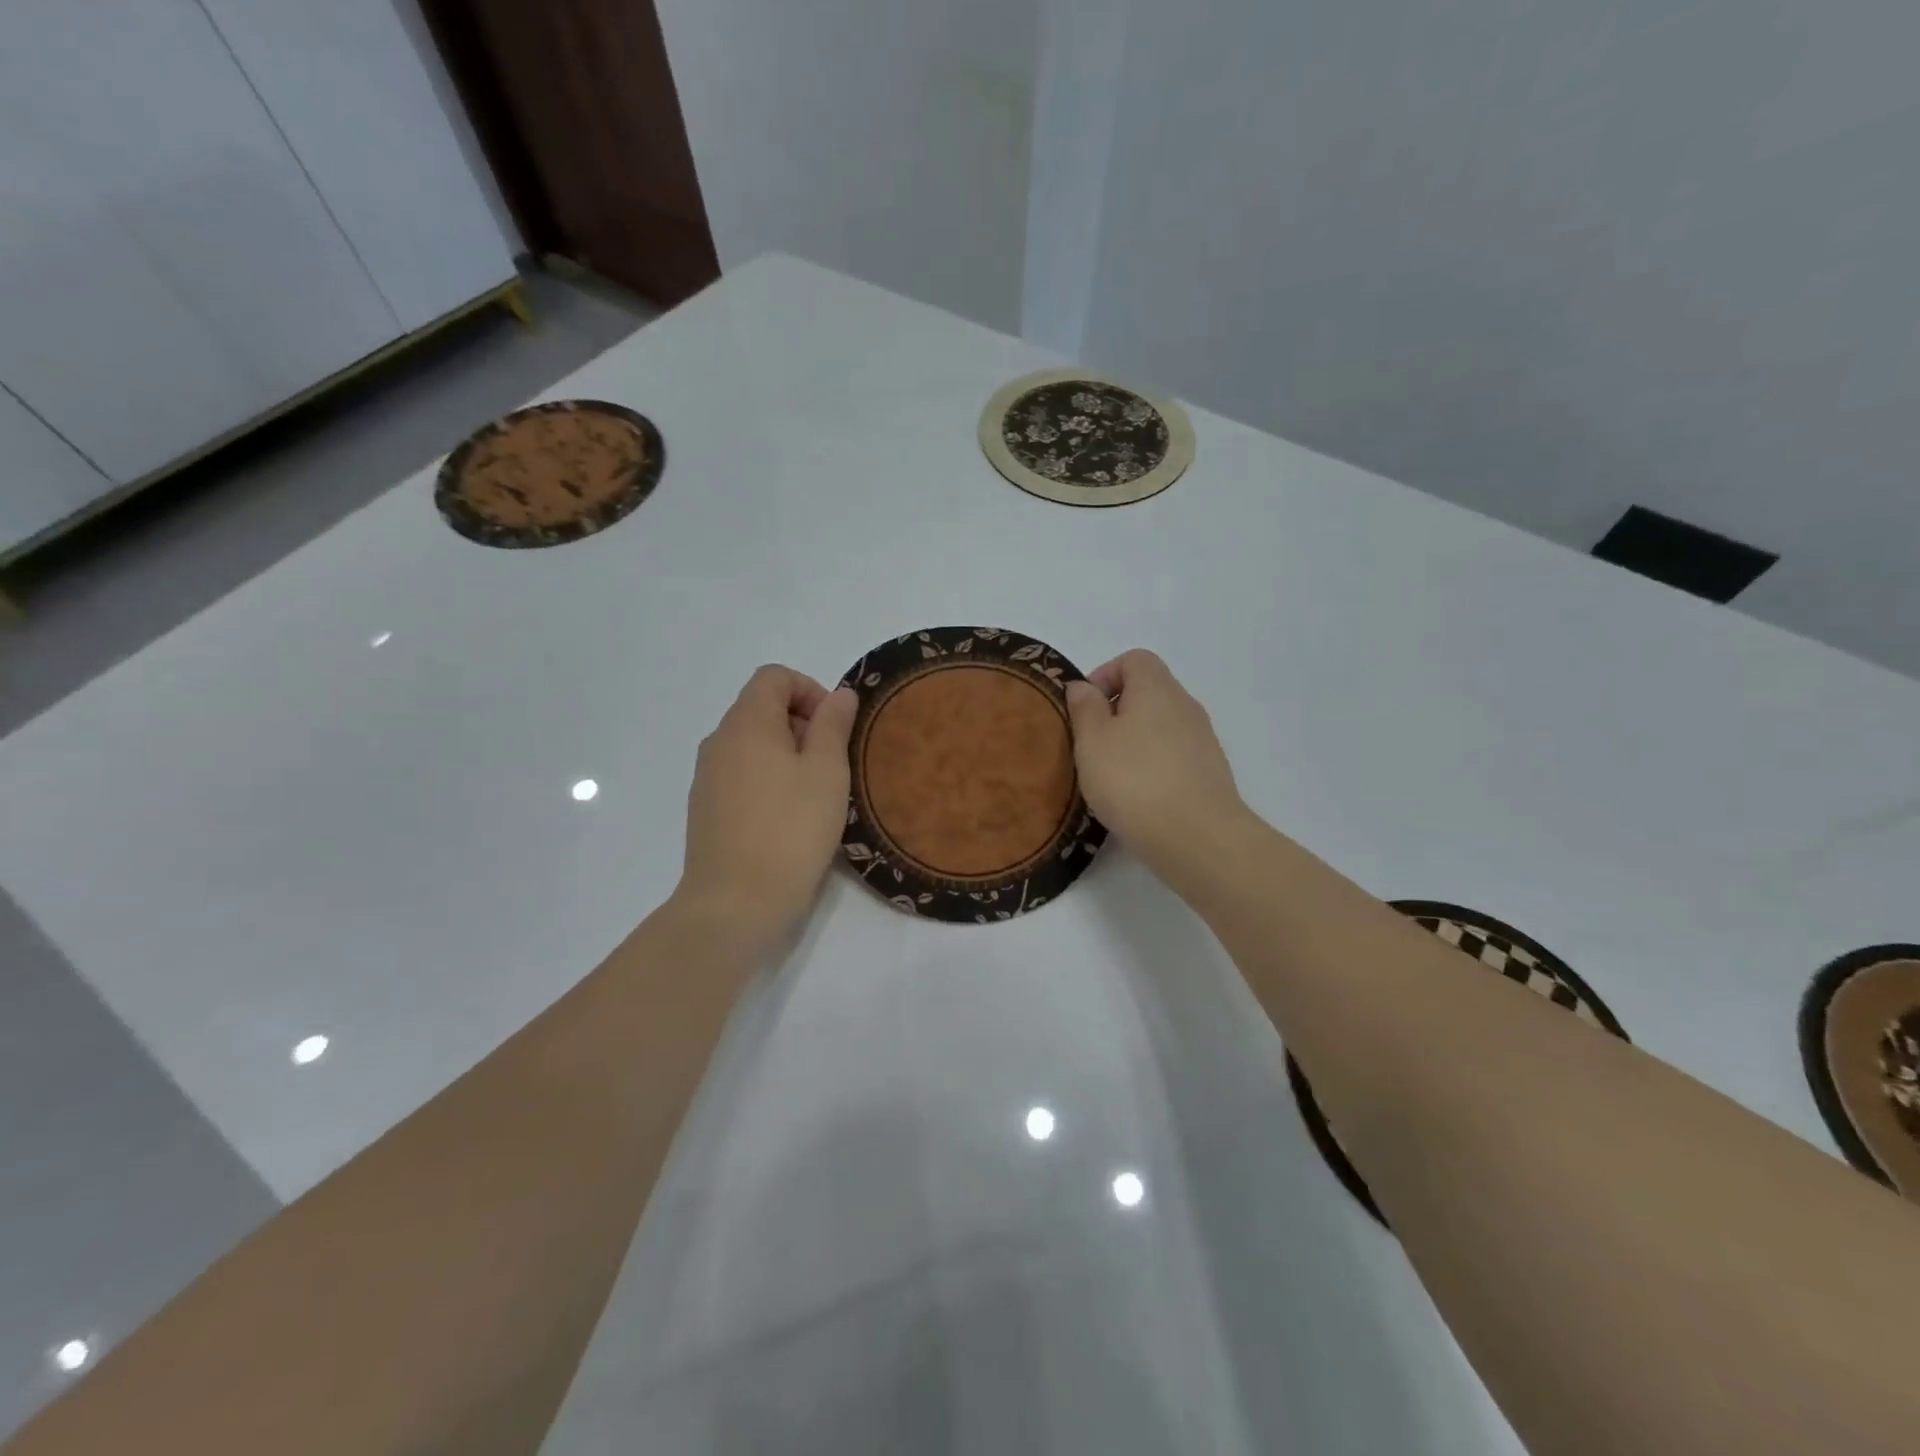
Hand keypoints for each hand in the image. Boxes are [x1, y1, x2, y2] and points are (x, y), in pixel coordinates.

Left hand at [676, 665, 858, 951]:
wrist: (736, 902)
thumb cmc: (791, 829)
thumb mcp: (826, 771)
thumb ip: (833, 724)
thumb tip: (839, 694)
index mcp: (746, 723)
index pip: (774, 677)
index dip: (810, 690)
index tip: (834, 727)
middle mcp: (719, 741)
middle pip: (761, 708)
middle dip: (802, 724)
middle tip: (832, 764)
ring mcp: (707, 777)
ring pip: (751, 745)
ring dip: (787, 755)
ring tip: (814, 794)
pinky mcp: (705, 809)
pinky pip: (741, 775)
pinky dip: (767, 780)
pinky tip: (788, 819)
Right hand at [1064, 650, 1250, 888]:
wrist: (1198, 838)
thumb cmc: (1134, 781)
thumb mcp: (1092, 741)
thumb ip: (1085, 708)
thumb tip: (1084, 687)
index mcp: (1157, 688)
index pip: (1133, 660)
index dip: (1104, 675)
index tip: (1084, 710)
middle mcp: (1185, 705)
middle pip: (1148, 692)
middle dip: (1115, 713)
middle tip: (1091, 746)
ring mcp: (1203, 740)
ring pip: (1160, 727)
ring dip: (1133, 743)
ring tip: (1110, 777)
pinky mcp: (1209, 773)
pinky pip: (1173, 756)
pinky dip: (1152, 766)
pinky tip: (1137, 798)